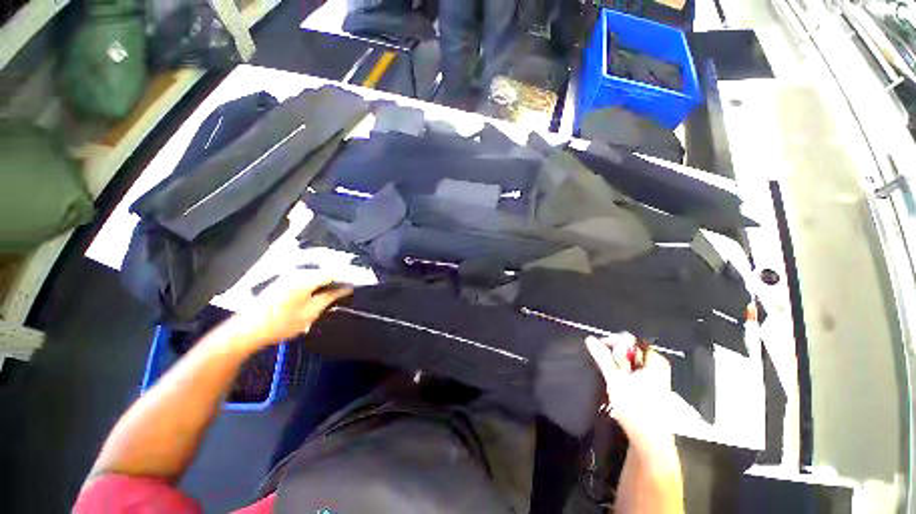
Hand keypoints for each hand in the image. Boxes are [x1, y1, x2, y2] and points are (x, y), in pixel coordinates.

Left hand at [222, 275, 351, 351]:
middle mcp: (298, 272)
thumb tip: (346, 288)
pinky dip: (320, 283)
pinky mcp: (285, 281)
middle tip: (353, 286)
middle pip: (326, 271)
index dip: (349, 276)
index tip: (359, 282)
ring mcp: (290, 276)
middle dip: (341, 277)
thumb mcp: (310, 312)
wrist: (247, 330)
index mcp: (305, 278)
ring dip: (331, 280)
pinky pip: (309, 278)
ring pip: (318, 274)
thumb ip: (330, 297)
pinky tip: (325, 290)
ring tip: (342, 289)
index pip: (334, 272)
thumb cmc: (280, 323)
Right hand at [586, 334, 672, 439]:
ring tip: (607, 375)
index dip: (612, 343)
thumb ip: (602, 356)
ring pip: (628, 363)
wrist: (649, 439)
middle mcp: (656, 366)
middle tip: (605, 367)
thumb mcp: (615, 378)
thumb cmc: (635, 406)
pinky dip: (621, 374)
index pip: (629, 340)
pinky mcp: (648, 389)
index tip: (599, 350)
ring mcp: (653, 378)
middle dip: (613, 356)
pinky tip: (614, 383)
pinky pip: (631, 373)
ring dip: (615, 366)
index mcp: (654, 360)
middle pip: (628, 350)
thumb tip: (589, 339)